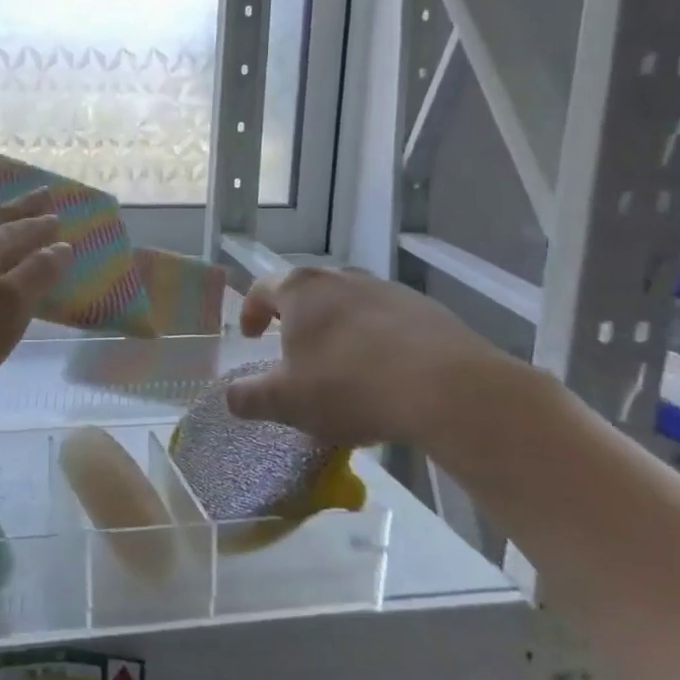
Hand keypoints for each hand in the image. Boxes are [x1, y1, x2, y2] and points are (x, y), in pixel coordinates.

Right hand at [226, 266, 515, 447]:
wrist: (448, 389)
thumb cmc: (349, 386)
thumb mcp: (286, 402)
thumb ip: (248, 397)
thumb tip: (231, 397)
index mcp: (301, 290)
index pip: (263, 289)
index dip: (251, 312)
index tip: (253, 338)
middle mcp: (342, 278)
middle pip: (309, 294)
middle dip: (298, 322)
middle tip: (295, 355)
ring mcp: (388, 290)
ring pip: (351, 307)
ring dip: (339, 332)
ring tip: (344, 371)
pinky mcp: (428, 310)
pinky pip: (389, 323)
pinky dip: (378, 343)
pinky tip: (387, 378)